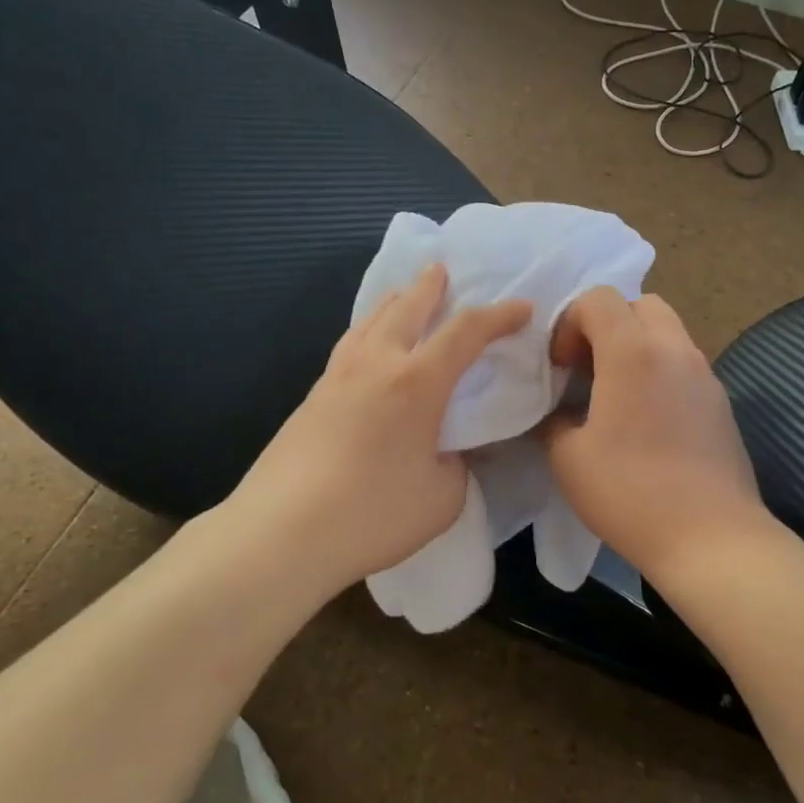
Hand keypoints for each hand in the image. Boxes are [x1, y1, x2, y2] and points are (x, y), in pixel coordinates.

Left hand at [229, 264, 530, 596]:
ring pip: (368, 321)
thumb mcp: (443, 497)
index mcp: (416, 382)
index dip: (498, 316)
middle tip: (442, 270)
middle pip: (405, 307)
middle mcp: (375, 365)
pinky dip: (368, 332)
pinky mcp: (311, 399)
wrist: (282, 532)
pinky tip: (367, 349)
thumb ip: (456, 464)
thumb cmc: (374, 514)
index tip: (521, 308)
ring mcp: (336, 378)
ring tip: (402, 297)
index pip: (466, 332)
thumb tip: (449, 450)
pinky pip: (348, 347)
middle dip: (430, 286)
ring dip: (393, 303)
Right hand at [542, 288, 771, 583]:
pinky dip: (660, 372)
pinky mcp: (721, 403)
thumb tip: (559, 412)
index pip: (598, 298)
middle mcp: (674, 349)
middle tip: (589, 369)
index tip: (560, 367)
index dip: (568, 324)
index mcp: (633, 352)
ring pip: (668, 332)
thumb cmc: (630, 493)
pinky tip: (647, 422)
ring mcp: (705, 375)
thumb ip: (553, 421)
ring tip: (616, 395)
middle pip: (640, 304)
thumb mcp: (568, 458)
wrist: (711, 538)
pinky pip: (684, 365)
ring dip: (636, 347)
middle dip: (607, 325)